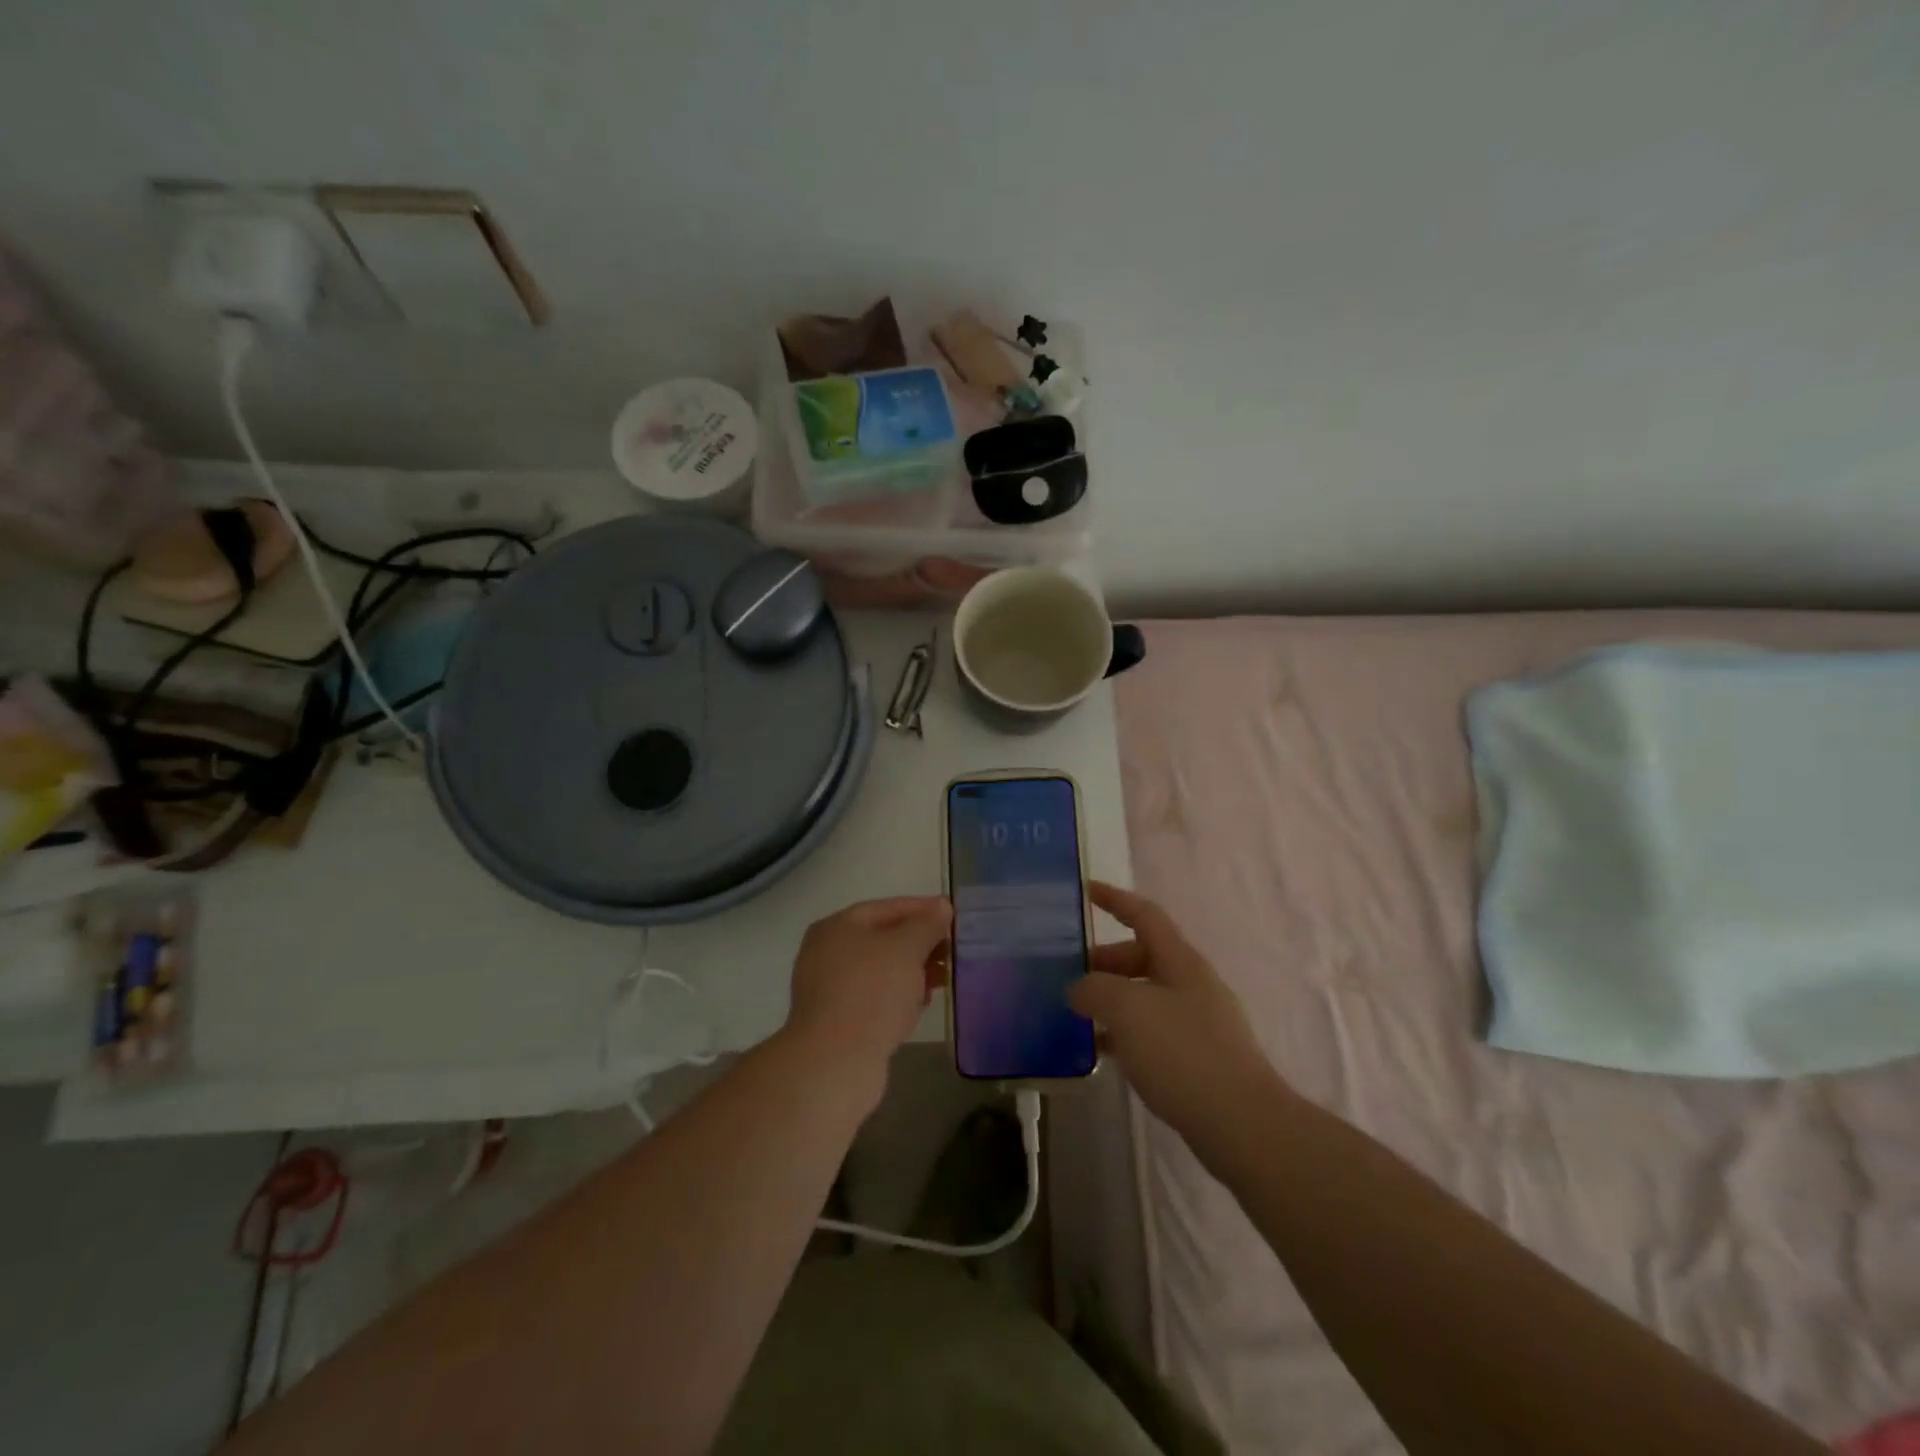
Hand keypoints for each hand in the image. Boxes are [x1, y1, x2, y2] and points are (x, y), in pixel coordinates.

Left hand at [785, 896, 951, 1079]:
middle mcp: (827, 952)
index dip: (922, 909)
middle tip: (951, 950)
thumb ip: (926, 924)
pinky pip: (874, 997)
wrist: (835, 1061)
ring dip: (913, 971)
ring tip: (943, 979)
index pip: (887, 908)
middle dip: (920, 943)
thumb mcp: (906, 949)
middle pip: (883, 939)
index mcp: (837, 927)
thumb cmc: (872, 992)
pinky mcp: (837, 1020)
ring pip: (880, 970)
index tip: (952, 916)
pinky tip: (921, 1004)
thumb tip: (941, 907)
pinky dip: (898, 995)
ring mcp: (829, 988)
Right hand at [1070, 881, 1275, 1132]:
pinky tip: (1103, 1052)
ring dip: (1112, 999)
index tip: (1084, 890)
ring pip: (1146, 996)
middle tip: (1068, 976)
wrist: (1242, 1124)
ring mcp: (1198, 1022)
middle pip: (1143, 956)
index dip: (1114, 899)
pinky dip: (1125, 1032)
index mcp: (1180, 961)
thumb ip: (1095, 989)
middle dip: (1104, 961)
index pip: (1144, 915)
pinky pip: (1152, 1031)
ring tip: (1077, 1015)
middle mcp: (1191, 984)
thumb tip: (1079, 989)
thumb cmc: (1183, 1053)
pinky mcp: (1198, 1059)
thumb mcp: (1127, 1010)